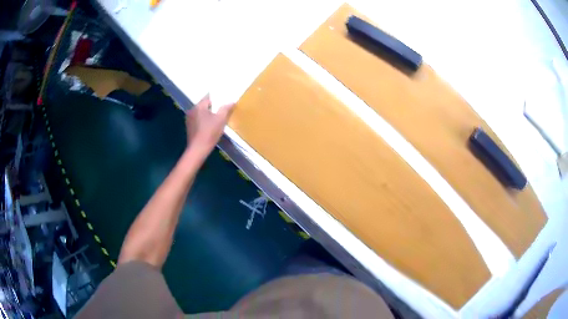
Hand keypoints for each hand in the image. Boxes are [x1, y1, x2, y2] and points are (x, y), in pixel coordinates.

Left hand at [185, 94, 234, 154]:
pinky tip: (209, 127)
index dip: (217, 99)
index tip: (224, 102)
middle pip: (204, 105)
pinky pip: (198, 120)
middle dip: (213, 107)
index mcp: (199, 106)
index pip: (208, 97)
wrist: (198, 149)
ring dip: (207, 114)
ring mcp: (189, 119)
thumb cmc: (209, 133)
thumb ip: (226, 109)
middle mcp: (192, 110)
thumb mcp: (221, 120)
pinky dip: (203, 121)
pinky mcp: (189, 127)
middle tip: (221, 111)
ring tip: (216, 120)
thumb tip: (232, 102)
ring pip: (201, 113)